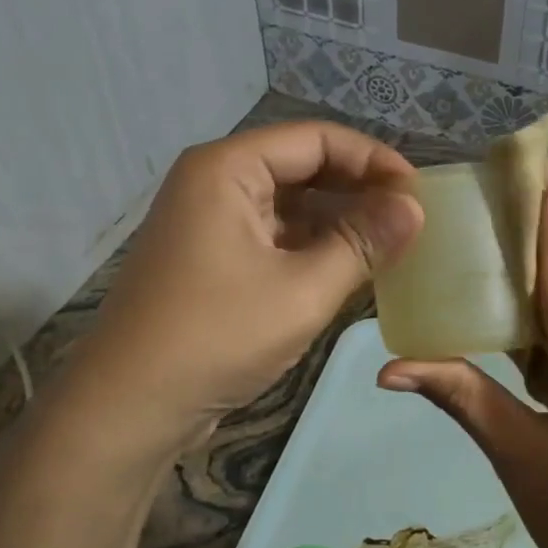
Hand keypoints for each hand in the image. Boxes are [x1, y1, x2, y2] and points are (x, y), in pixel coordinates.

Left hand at [71, 121, 422, 448]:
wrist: (128, 408)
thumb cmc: (216, 337)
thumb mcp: (302, 290)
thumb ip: (362, 243)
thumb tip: (415, 208)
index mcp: (227, 168)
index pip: (316, 140)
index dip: (373, 159)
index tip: (419, 193)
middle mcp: (214, 182)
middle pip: (301, 167)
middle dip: (358, 190)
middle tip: (410, 220)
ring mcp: (208, 222)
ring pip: (289, 205)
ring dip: (338, 222)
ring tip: (391, 246)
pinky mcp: (210, 259)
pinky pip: (272, 237)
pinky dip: (311, 248)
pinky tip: (350, 269)